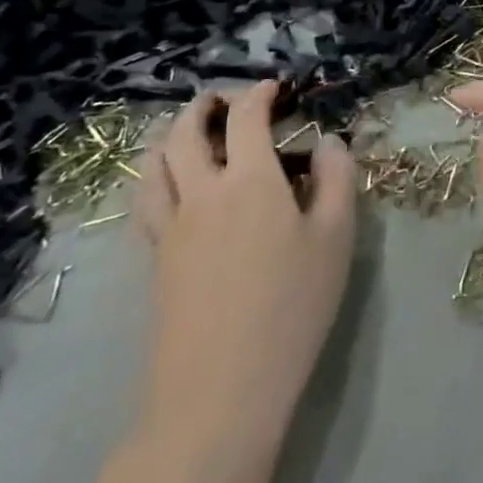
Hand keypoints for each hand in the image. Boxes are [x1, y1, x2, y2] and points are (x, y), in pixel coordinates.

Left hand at [134, 82, 356, 456]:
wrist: (219, 395)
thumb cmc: (290, 310)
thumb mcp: (336, 240)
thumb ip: (337, 179)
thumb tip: (327, 142)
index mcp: (250, 181)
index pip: (246, 118)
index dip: (258, 94)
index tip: (273, 88)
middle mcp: (202, 194)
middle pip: (184, 134)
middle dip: (201, 106)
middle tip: (220, 100)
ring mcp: (170, 230)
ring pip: (153, 167)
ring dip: (167, 138)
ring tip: (184, 132)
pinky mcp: (154, 263)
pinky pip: (145, 204)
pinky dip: (155, 179)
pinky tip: (169, 189)